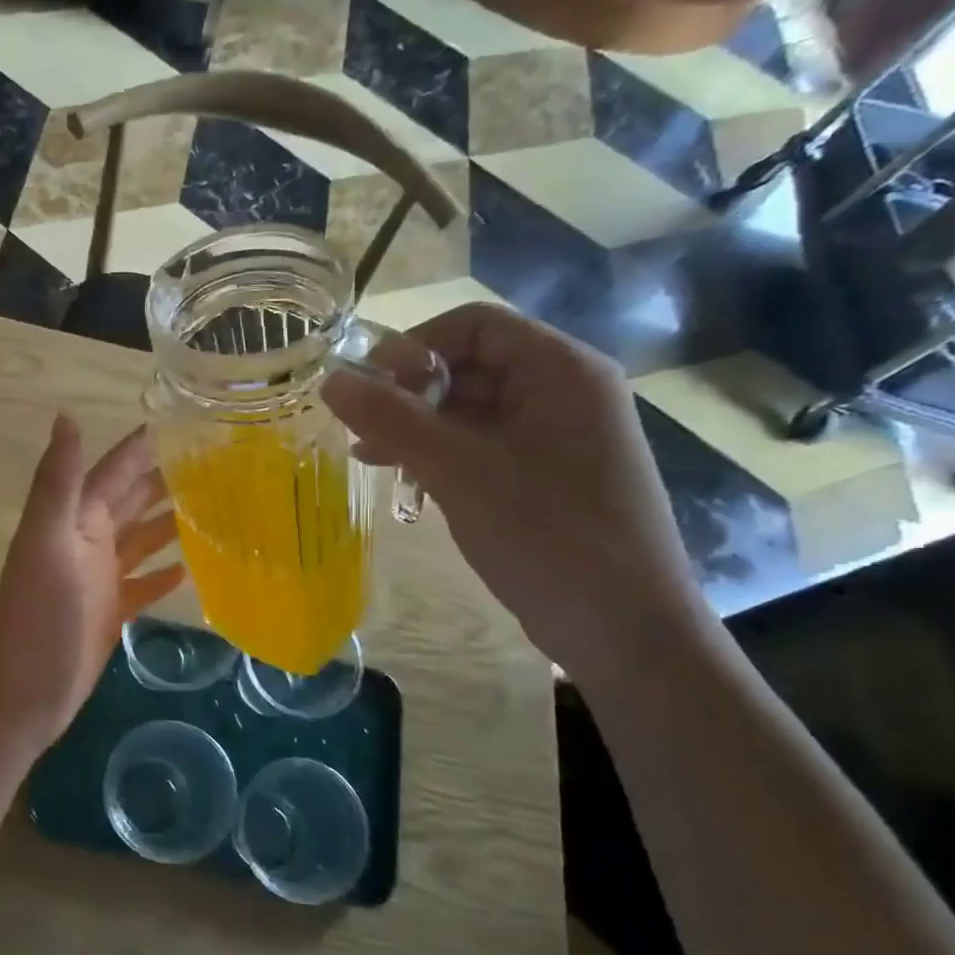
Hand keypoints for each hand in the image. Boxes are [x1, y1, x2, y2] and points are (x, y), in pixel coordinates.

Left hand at [0, 416, 184, 749]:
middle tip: (218, 463)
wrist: (21, 695)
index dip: (141, 446)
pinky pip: (143, 584)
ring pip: (141, 540)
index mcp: (74, 520)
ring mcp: (99, 579)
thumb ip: (57, 482)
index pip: (113, 471)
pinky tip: (193, 567)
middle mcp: (87, 541)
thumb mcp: (47, 542)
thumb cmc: (37, 617)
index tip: (185, 420)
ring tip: (216, 508)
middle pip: (132, 501)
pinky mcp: (111, 613)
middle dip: (166, 479)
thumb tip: (66, 415)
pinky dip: (164, 574)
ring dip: (171, 523)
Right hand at [322, 303, 708, 680]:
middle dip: (409, 391)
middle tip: (359, 426)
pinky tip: (401, 475)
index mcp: (560, 370)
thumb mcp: (459, 471)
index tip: (367, 387)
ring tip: (367, 453)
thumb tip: (331, 379)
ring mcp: (556, 436)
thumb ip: (392, 420)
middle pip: (470, 364)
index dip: (413, 346)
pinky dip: (439, 453)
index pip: (474, 325)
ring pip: (471, 408)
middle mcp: (563, 392)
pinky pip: (482, 445)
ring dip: (417, 425)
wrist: (623, 629)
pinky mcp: (545, 475)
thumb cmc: (546, 535)